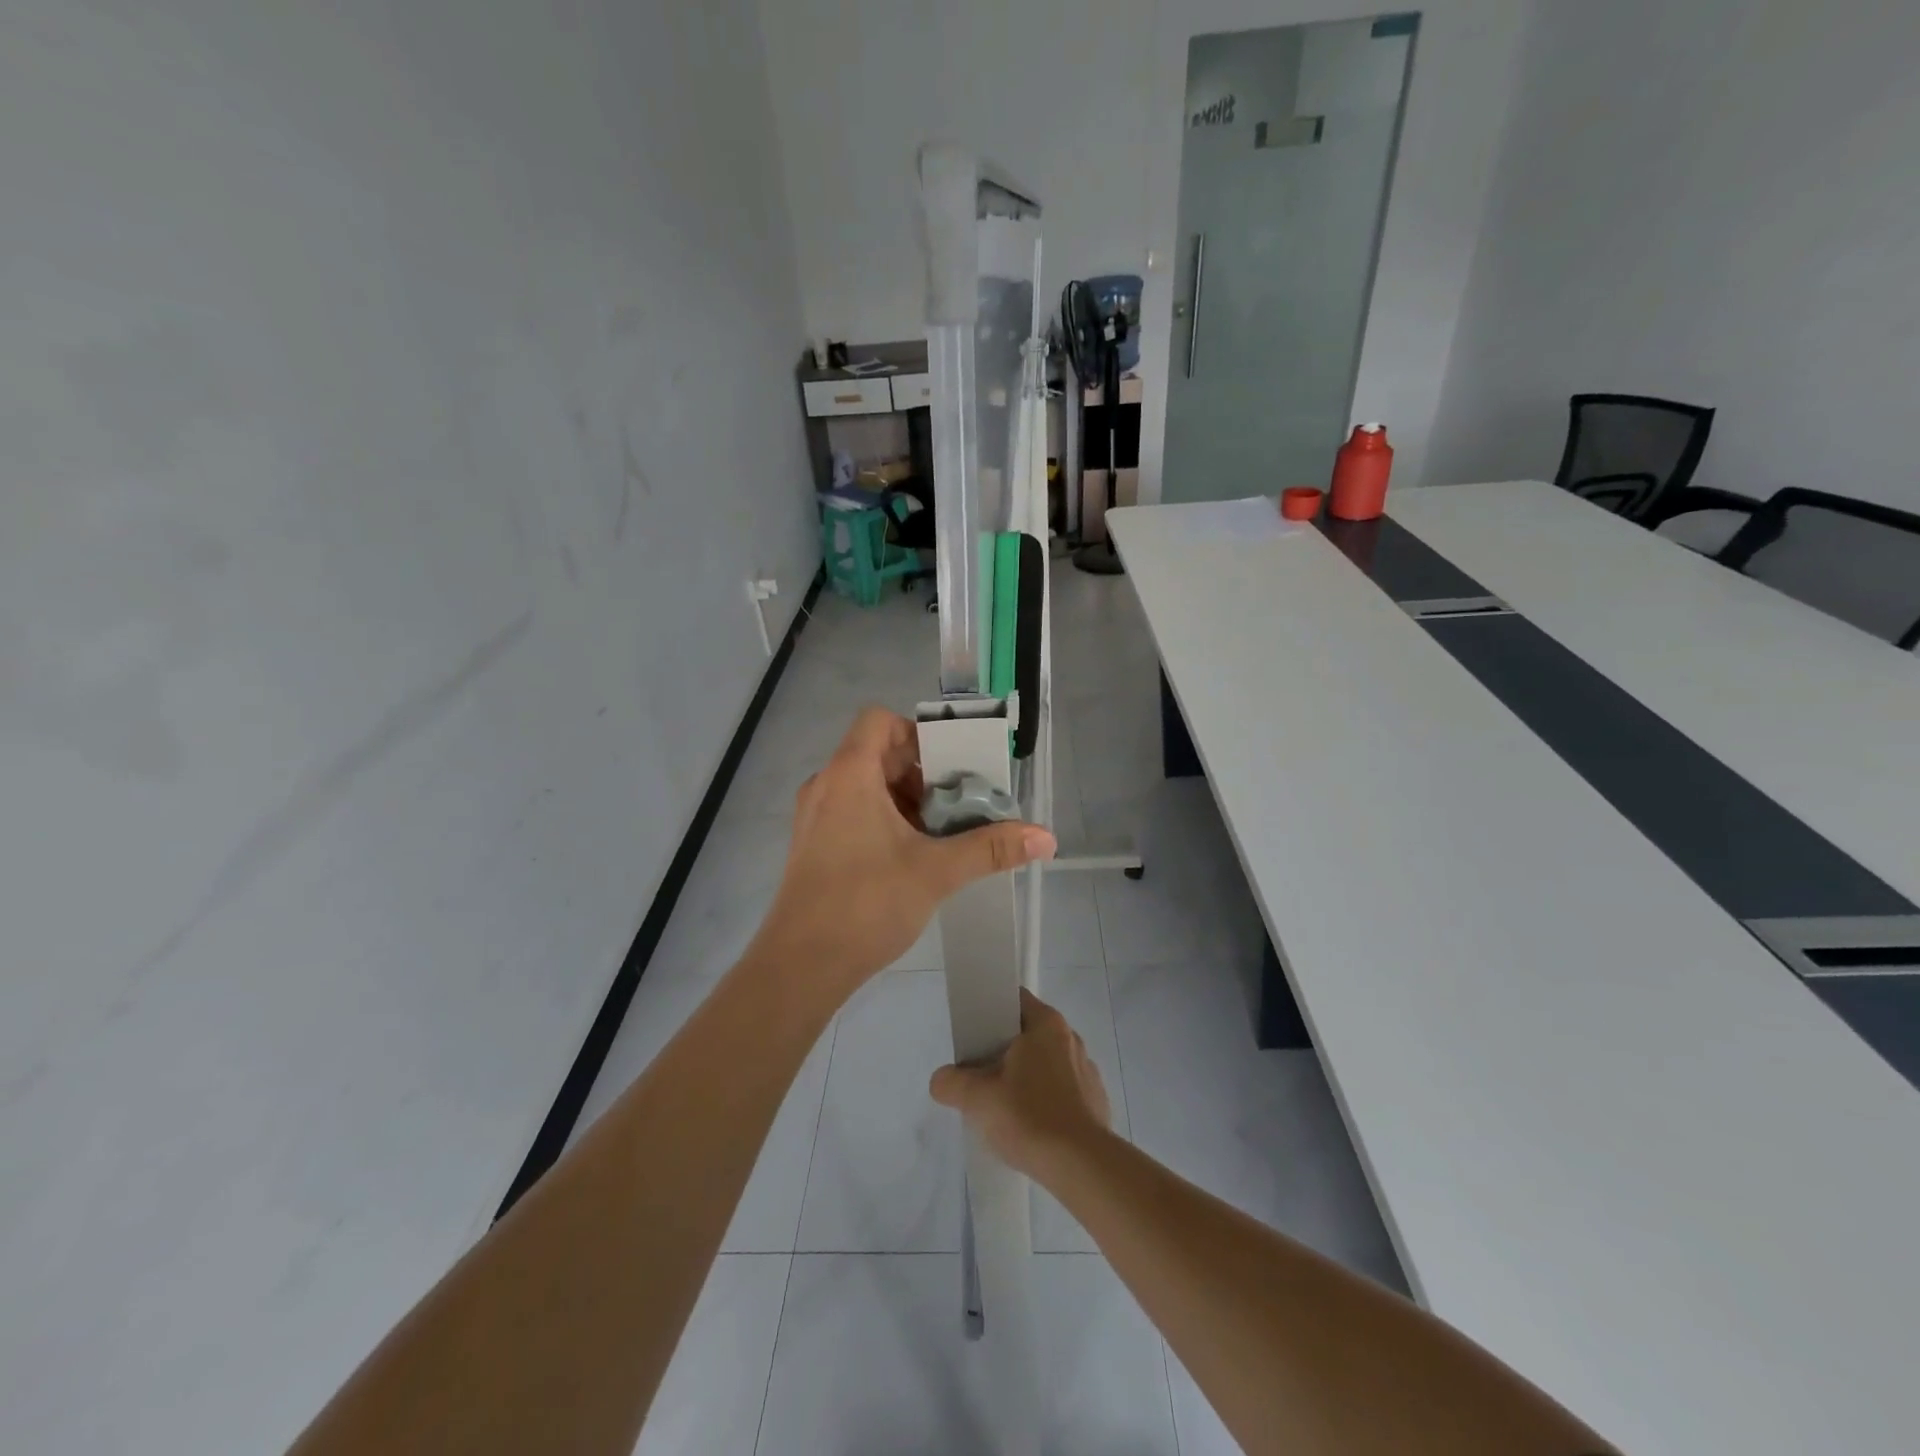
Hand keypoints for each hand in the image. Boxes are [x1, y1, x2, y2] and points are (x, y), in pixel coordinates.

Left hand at [750, 707, 1054, 997]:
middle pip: (878, 754)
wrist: (800, 966)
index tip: (950, 767)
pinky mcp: (814, 845)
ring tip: (941, 833)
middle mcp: (827, 785)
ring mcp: (816, 817)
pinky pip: (853, 812)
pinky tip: (912, 856)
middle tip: (958, 803)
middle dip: (922, 774)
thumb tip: (1046, 838)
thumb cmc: (866, 904)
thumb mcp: (936, 872)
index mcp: (849, 774)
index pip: (880, 721)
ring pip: (867, 786)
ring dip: (906, 800)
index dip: (917, 734)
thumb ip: (991, 849)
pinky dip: (884, 820)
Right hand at [929, 988, 1110, 1178]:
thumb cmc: (1029, 1116)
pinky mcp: (1096, 1101)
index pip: (1014, 1001)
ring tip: (1004, 1105)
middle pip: (1029, 1033)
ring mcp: (1087, 1070)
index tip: (973, 1035)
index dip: (990, 1012)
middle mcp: (1070, 1038)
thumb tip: (941, 1080)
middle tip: (980, 1074)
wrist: (1082, 1166)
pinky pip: (1064, 1090)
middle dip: (1004, 1051)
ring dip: (1026, 1077)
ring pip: (1046, 1063)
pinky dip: (1046, 1100)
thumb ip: (952, 1083)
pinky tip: (1032, 1126)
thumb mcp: (978, 1099)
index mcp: (1046, 1024)